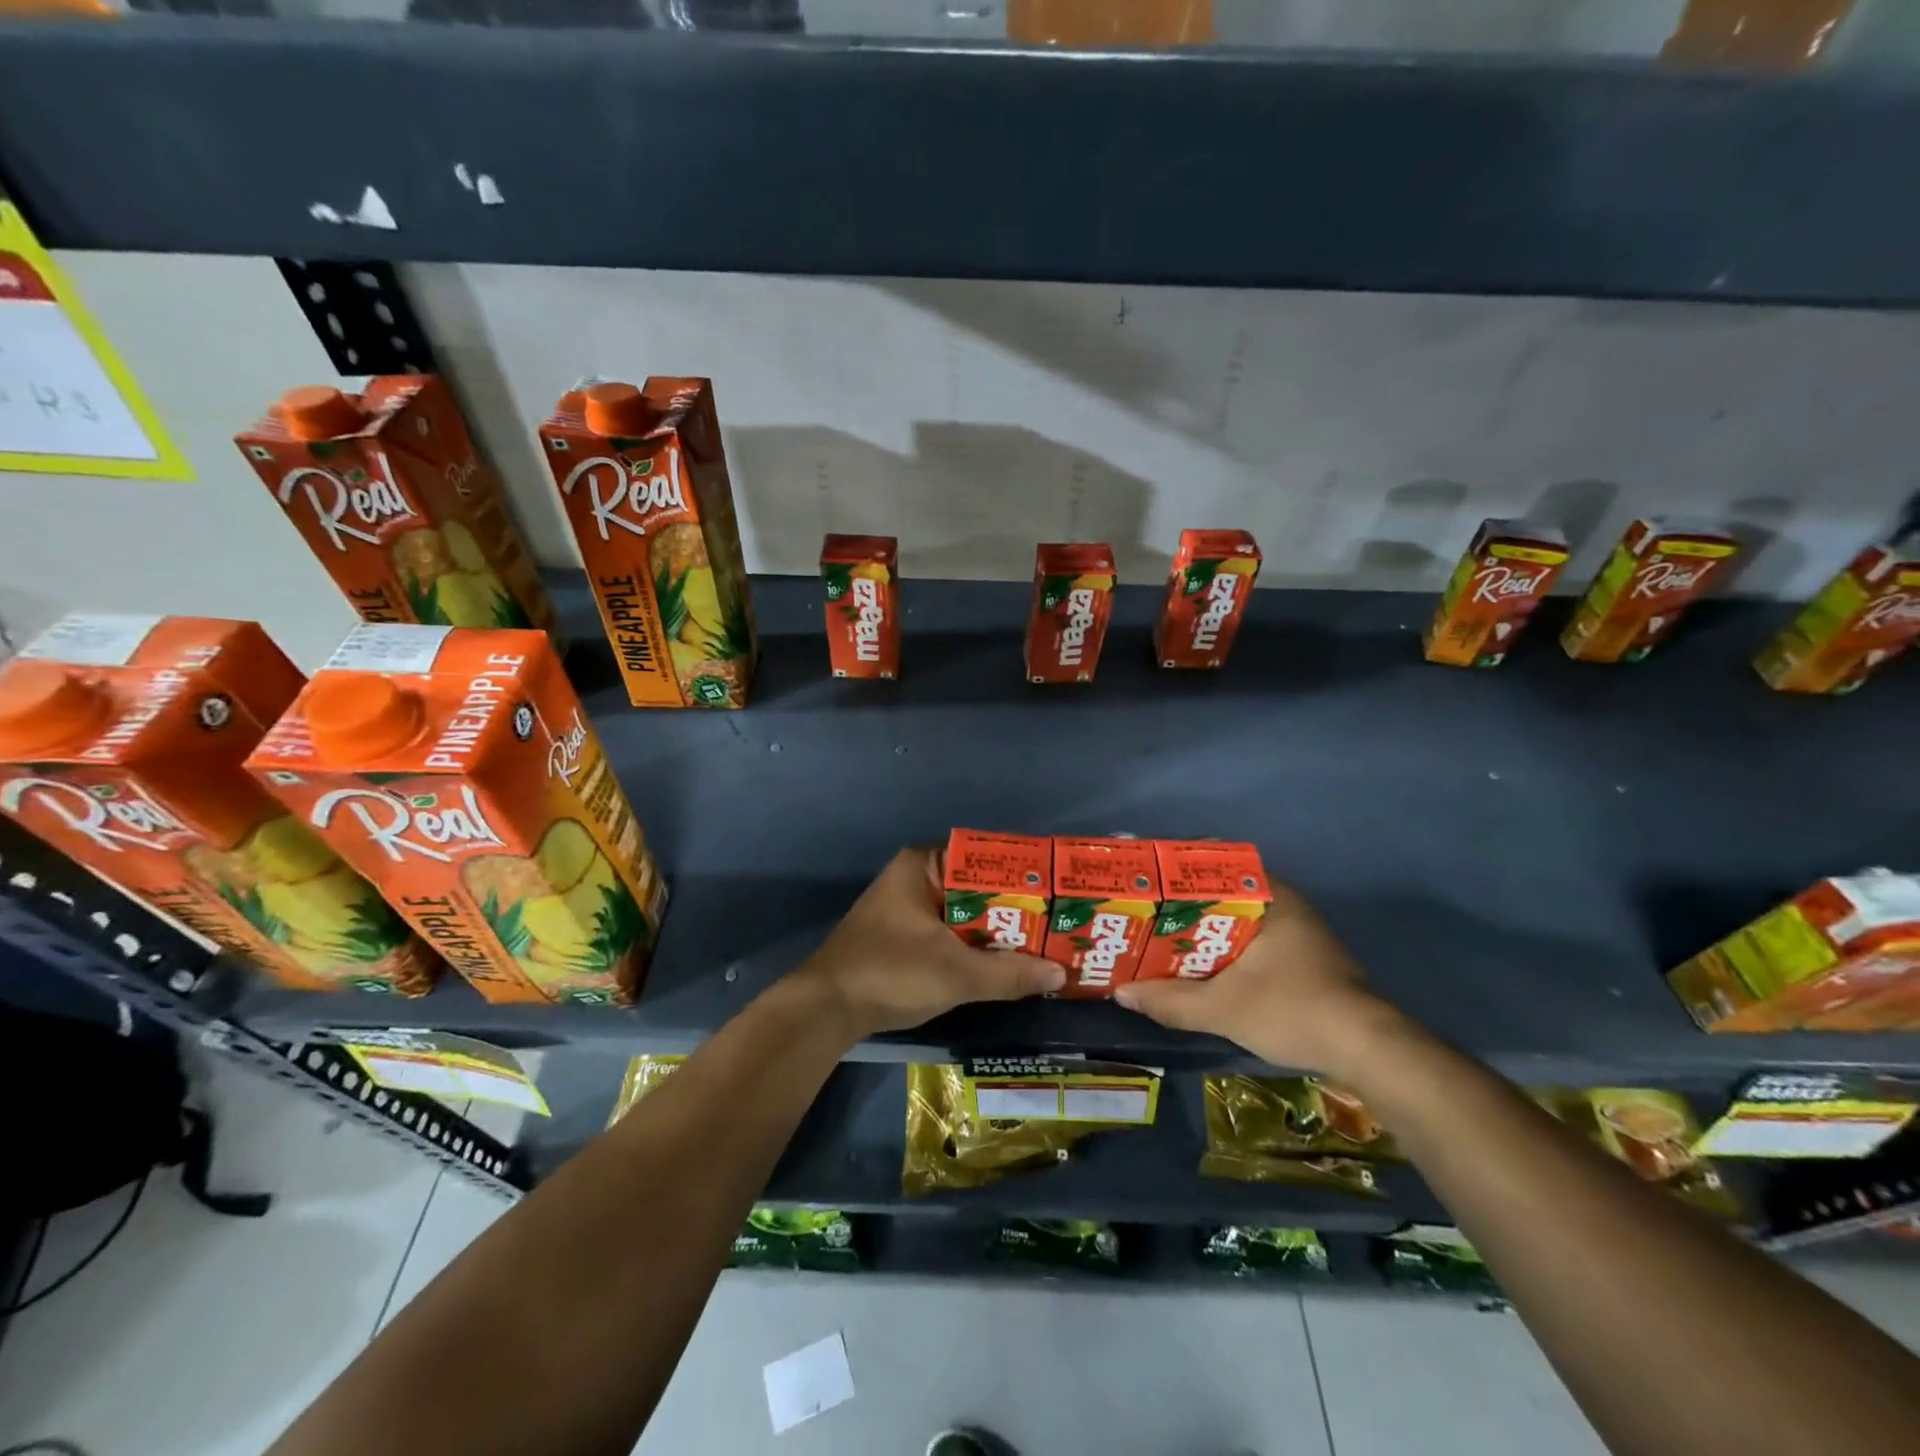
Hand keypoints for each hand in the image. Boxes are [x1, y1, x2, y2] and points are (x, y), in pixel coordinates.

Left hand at [791, 848, 1064, 1039]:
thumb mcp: (957, 973)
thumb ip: (1010, 973)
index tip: (1055, 889)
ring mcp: (907, 908)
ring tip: (1043, 942)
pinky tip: (1005, 962)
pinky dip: (975, 945)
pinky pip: (950, 931)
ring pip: (964, 912)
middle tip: (1058, 920)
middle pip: (975, 887)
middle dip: (1013, 907)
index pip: (982, 856)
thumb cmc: (891, 972)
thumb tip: (1061, 975)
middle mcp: (914, 877)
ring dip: (996, 930)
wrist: (826, 1009)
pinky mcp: (903, 936)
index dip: (1020, 872)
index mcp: (922, 865)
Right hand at [1113, 881, 1401, 1077]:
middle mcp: (1284, 904)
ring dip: (1202, 928)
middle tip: (1143, 912)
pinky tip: (1198, 966)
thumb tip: (1121, 993)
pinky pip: (1249, 938)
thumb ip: (1171, 1001)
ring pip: (1236, 918)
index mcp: (1269, 897)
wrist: (1370, 1051)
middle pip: (1222, 891)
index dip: (1178, 868)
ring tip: (1159, 938)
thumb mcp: (1224, 1008)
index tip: (1147, 877)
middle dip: (1183, 902)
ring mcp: (1296, 930)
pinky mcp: (1302, 957)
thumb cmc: (1295, 1010)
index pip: (1216, 862)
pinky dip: (1222, 947)